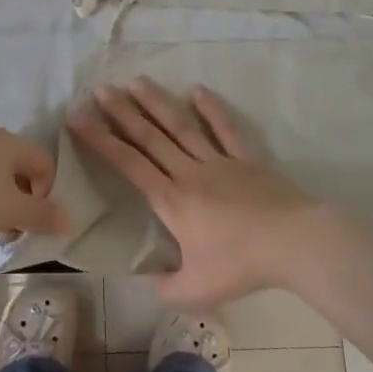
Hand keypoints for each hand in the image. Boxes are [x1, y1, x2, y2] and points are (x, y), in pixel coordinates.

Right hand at [67, 79, 334, 308]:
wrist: (295, 243)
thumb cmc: (242, 264)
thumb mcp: (196, 290)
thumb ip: (165, 287)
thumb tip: (145, 283)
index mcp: (171, 200)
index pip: (128, 164)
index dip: (100, 140)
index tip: (78, 118)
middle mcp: (189, 172)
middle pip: (149, 137)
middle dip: (121, 112)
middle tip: (99, 89)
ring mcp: (219, 161)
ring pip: (181, 126)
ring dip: (157, 103)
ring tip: (136, 81)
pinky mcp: (246, 159)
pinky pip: (225, 129)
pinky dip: (211, 109)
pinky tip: (197, 90)